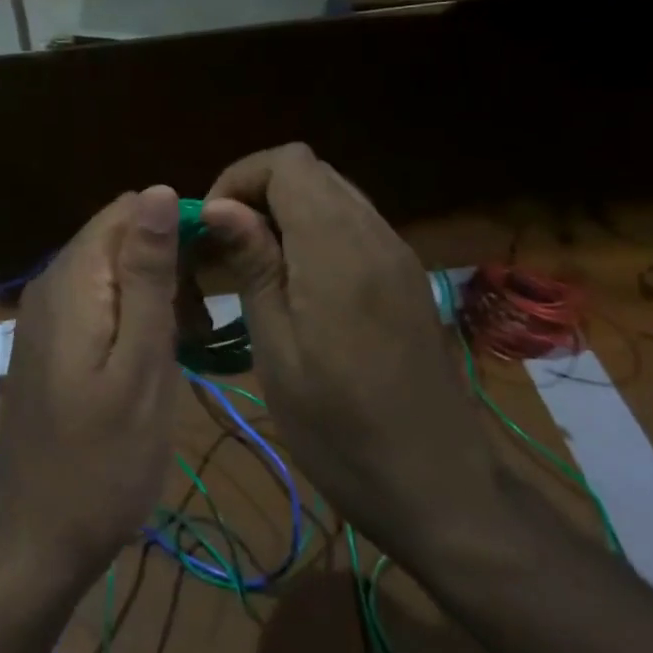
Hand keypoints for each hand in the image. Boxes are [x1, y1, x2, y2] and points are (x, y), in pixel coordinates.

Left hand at [0, 185, 183, 594]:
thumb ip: (147, 274)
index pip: (130, 209)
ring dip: (153, 290)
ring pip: (111, 268)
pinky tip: (154, 355)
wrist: (36, 539)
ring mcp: (44, 312)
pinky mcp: (48, 339)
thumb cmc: (103, 460)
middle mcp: (51, 281)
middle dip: (167, 261)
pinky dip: (131, 313)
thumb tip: (158, 191)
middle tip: (200, 323)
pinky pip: (97, 299)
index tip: (214, 275)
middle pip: (119, 235)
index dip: (177, 228)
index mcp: (74, 277)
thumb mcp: (141, 363)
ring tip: (186, 343)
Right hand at [201, 145, 503, 562]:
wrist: (440, 489)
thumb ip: (253, 265)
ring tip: (253, 262)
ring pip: (333, 192)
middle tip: (226, 245)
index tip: (212, 226)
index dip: (240, 178)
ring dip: (286, 209)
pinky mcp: (406, 276)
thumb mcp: (278, 350)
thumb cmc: (341, 430)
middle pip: (311, 169)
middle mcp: (375, 235)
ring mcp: (398, 254)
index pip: (288, 163)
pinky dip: (315, 228)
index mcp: (339, 249)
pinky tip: (296, 281)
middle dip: (258, 191)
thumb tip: (219, 205)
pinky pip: (353, 222)